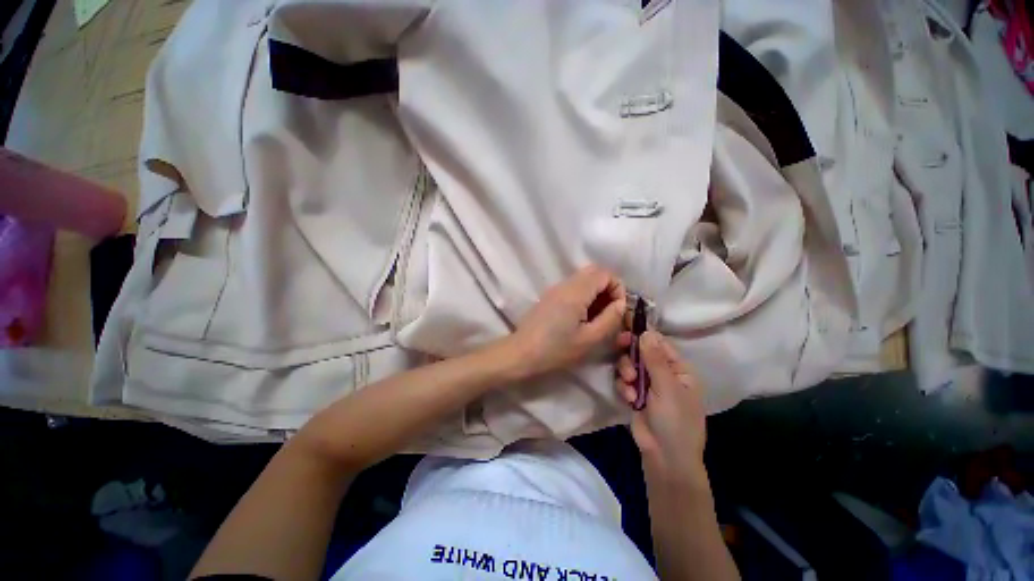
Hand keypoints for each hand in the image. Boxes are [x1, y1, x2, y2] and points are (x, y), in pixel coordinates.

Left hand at [508, 265, 626, 378]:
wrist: (522, 353)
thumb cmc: (557, 349)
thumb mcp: (590, 338)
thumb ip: (611, 318)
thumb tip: (621, 303)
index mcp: (576, 291)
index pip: (605, 273)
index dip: (618, 288)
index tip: (618, 310)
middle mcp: (565, 284)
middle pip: (594, 272)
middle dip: (608, 289)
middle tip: (610, 313)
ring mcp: (556, 289)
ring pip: (583, 279)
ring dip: (596, 293)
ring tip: (597, 318)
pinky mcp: (550, 296)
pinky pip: (573, 287)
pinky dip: (584, 296)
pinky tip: (582, 318)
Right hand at [616, 331, 706, 479]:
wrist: (665, 458)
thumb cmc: (675, 421)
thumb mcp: (667, 387)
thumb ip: (654, 359)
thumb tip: (647, 331)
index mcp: (679, 369)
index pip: (659, 343)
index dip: (643, 334)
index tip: (626, 325)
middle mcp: (663, 373)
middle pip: (641, 351)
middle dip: (631, 352)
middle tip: (620, 345)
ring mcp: (647, 384)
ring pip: (629, 364)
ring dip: (626, 371)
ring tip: (630, 384)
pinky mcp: (634, 394)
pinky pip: (624, 381)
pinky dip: (624, 387)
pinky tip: (630, 399)